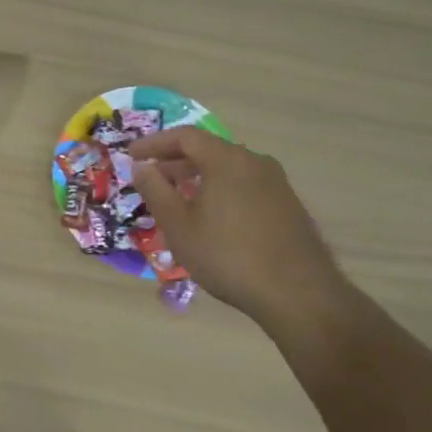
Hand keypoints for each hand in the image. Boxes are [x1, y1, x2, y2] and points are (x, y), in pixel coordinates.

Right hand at [129, 128, 348, 326]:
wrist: (299, 294)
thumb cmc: (228, 256)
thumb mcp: (179, 226)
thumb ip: (155, 191)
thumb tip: (141, 166)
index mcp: (226, 160)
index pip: (185, 136)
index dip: (154, 143)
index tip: (132, 155)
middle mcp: (254, 162)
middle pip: (208, 150)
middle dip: (175, 162)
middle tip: (152, 179)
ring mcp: (276, 183)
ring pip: (228, 169)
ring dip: (199, 177)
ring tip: (179, 200)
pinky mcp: (288, 205)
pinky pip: (245, 185)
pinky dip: (221, 190)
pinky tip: (213, 218)